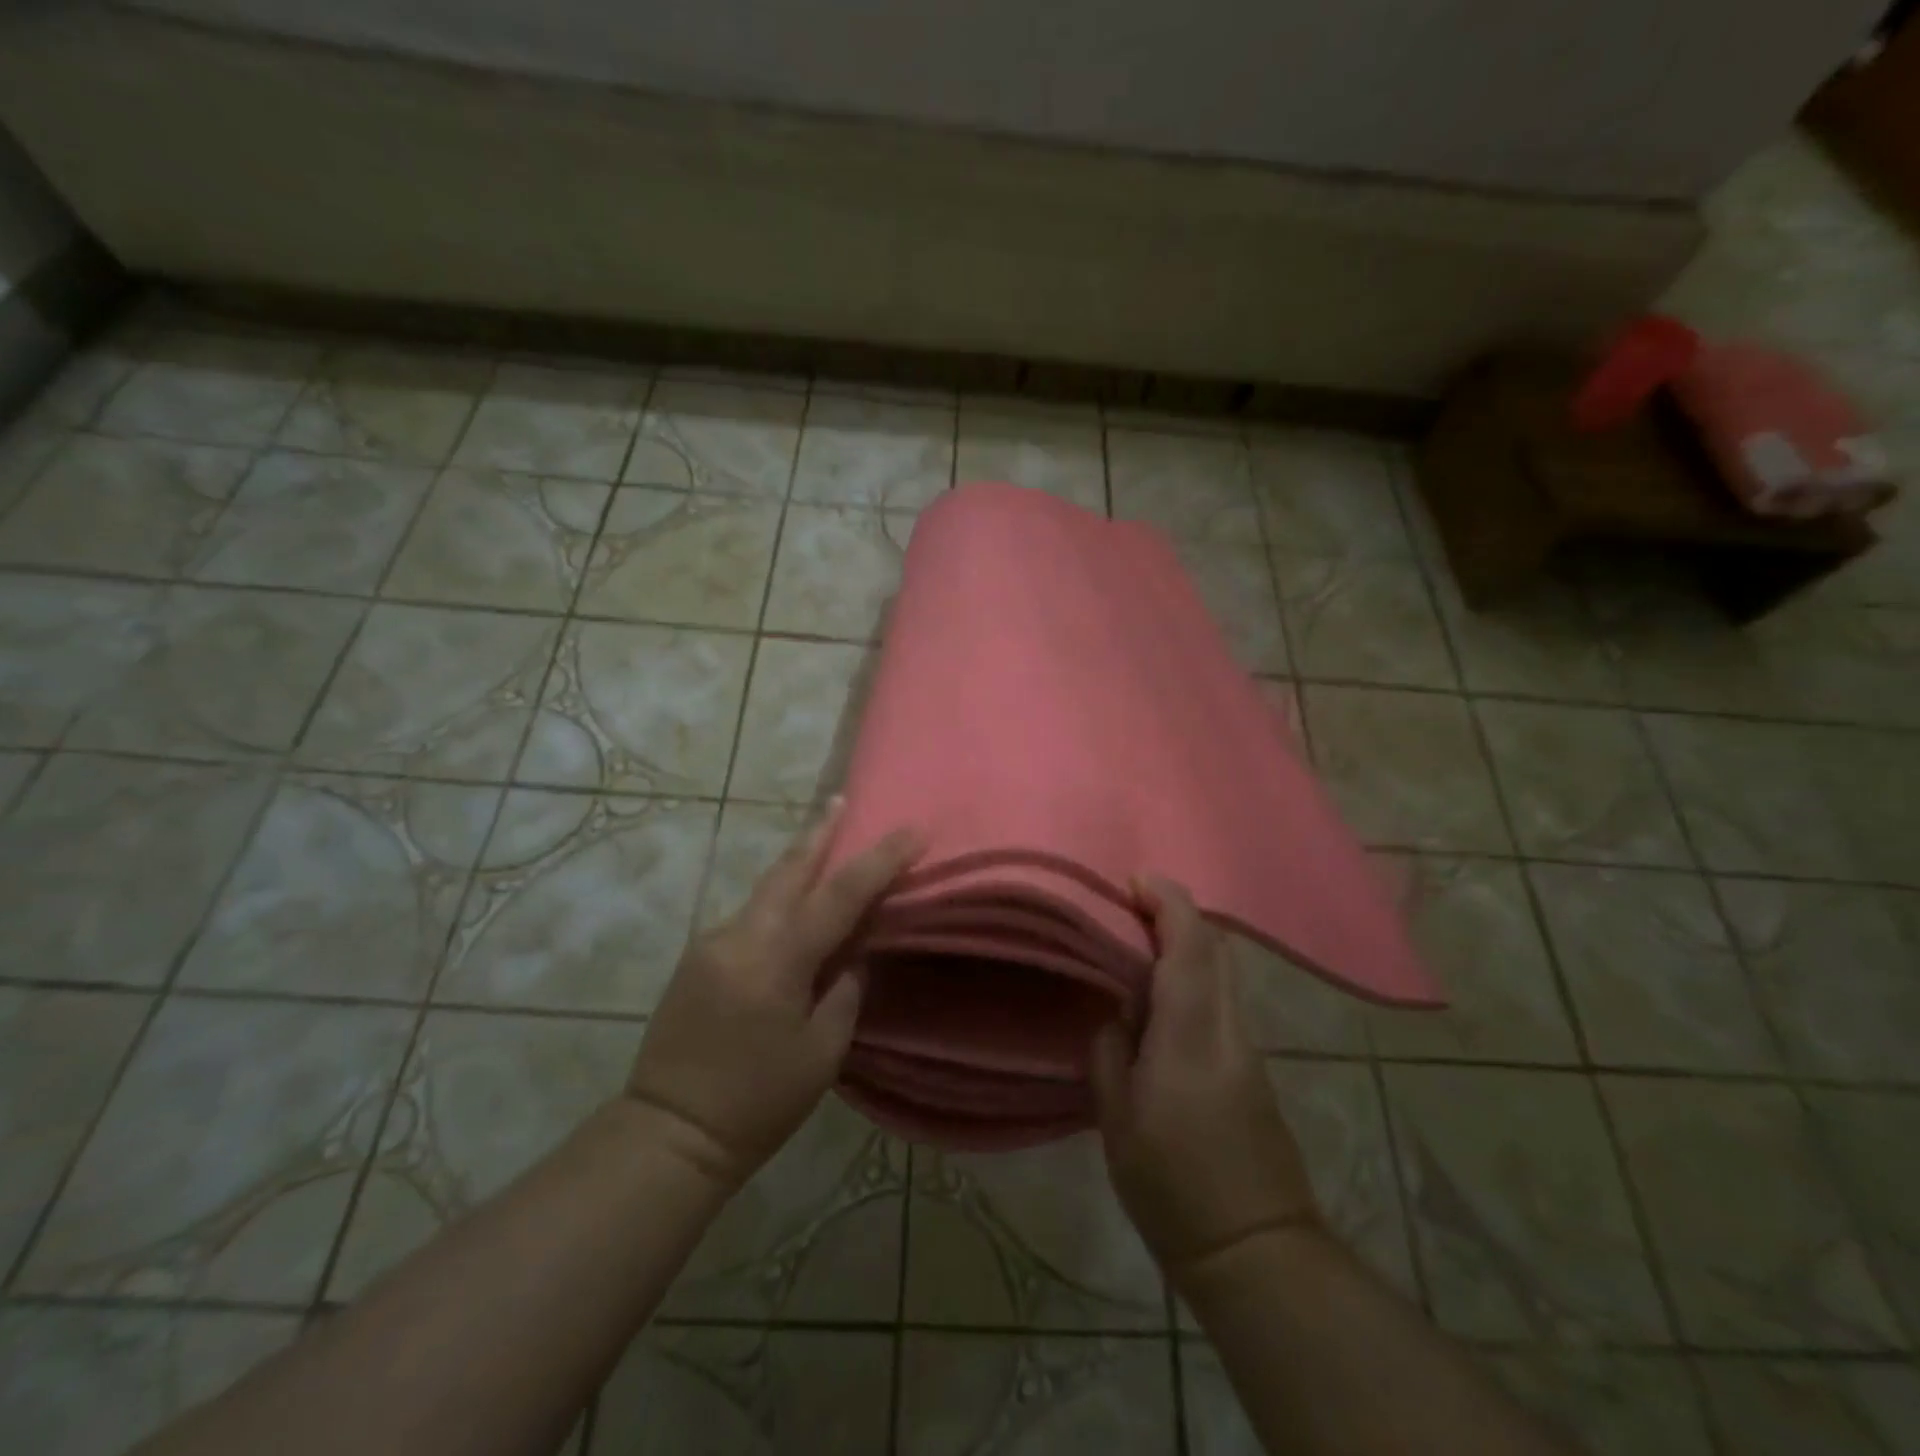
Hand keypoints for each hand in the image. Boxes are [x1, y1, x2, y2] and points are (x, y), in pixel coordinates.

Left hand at [625, 799, 921, 1191]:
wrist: (667, 1133)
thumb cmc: (757, 1102)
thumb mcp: (821, 1053)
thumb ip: (845, 990)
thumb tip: (855, 952)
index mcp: (776, 961)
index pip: (839, 895)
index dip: (879, 860)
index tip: (912, 832)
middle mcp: (740, 936)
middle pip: (788, 870)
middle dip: (819, 832)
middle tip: (841, 799)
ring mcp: (712, 942)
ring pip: (765, 889)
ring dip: (798, 863)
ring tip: (824, 841)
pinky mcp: (697, 956)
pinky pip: (749, 915)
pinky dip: (778, 900)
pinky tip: (792, 909)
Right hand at [1090, 877, 1321, 1285]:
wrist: (1257, 1250)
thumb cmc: (1172, 1187)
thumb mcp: (1117, 1121)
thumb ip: (1110, 1052)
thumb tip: (1115, 1012)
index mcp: (1190, 1035)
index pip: (1190, 947)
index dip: (1168, 902)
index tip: (1135, 879)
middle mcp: (1228, 1029)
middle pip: (1217, 948)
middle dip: (1179, 910)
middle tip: (1132, 904)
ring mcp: (1247, 1047)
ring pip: (1224, 969)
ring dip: (1188, 940)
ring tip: (1139, 940)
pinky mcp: (1253, 1067)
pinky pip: (1224, 996)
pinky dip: (1196, 972)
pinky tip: (1162, 992)